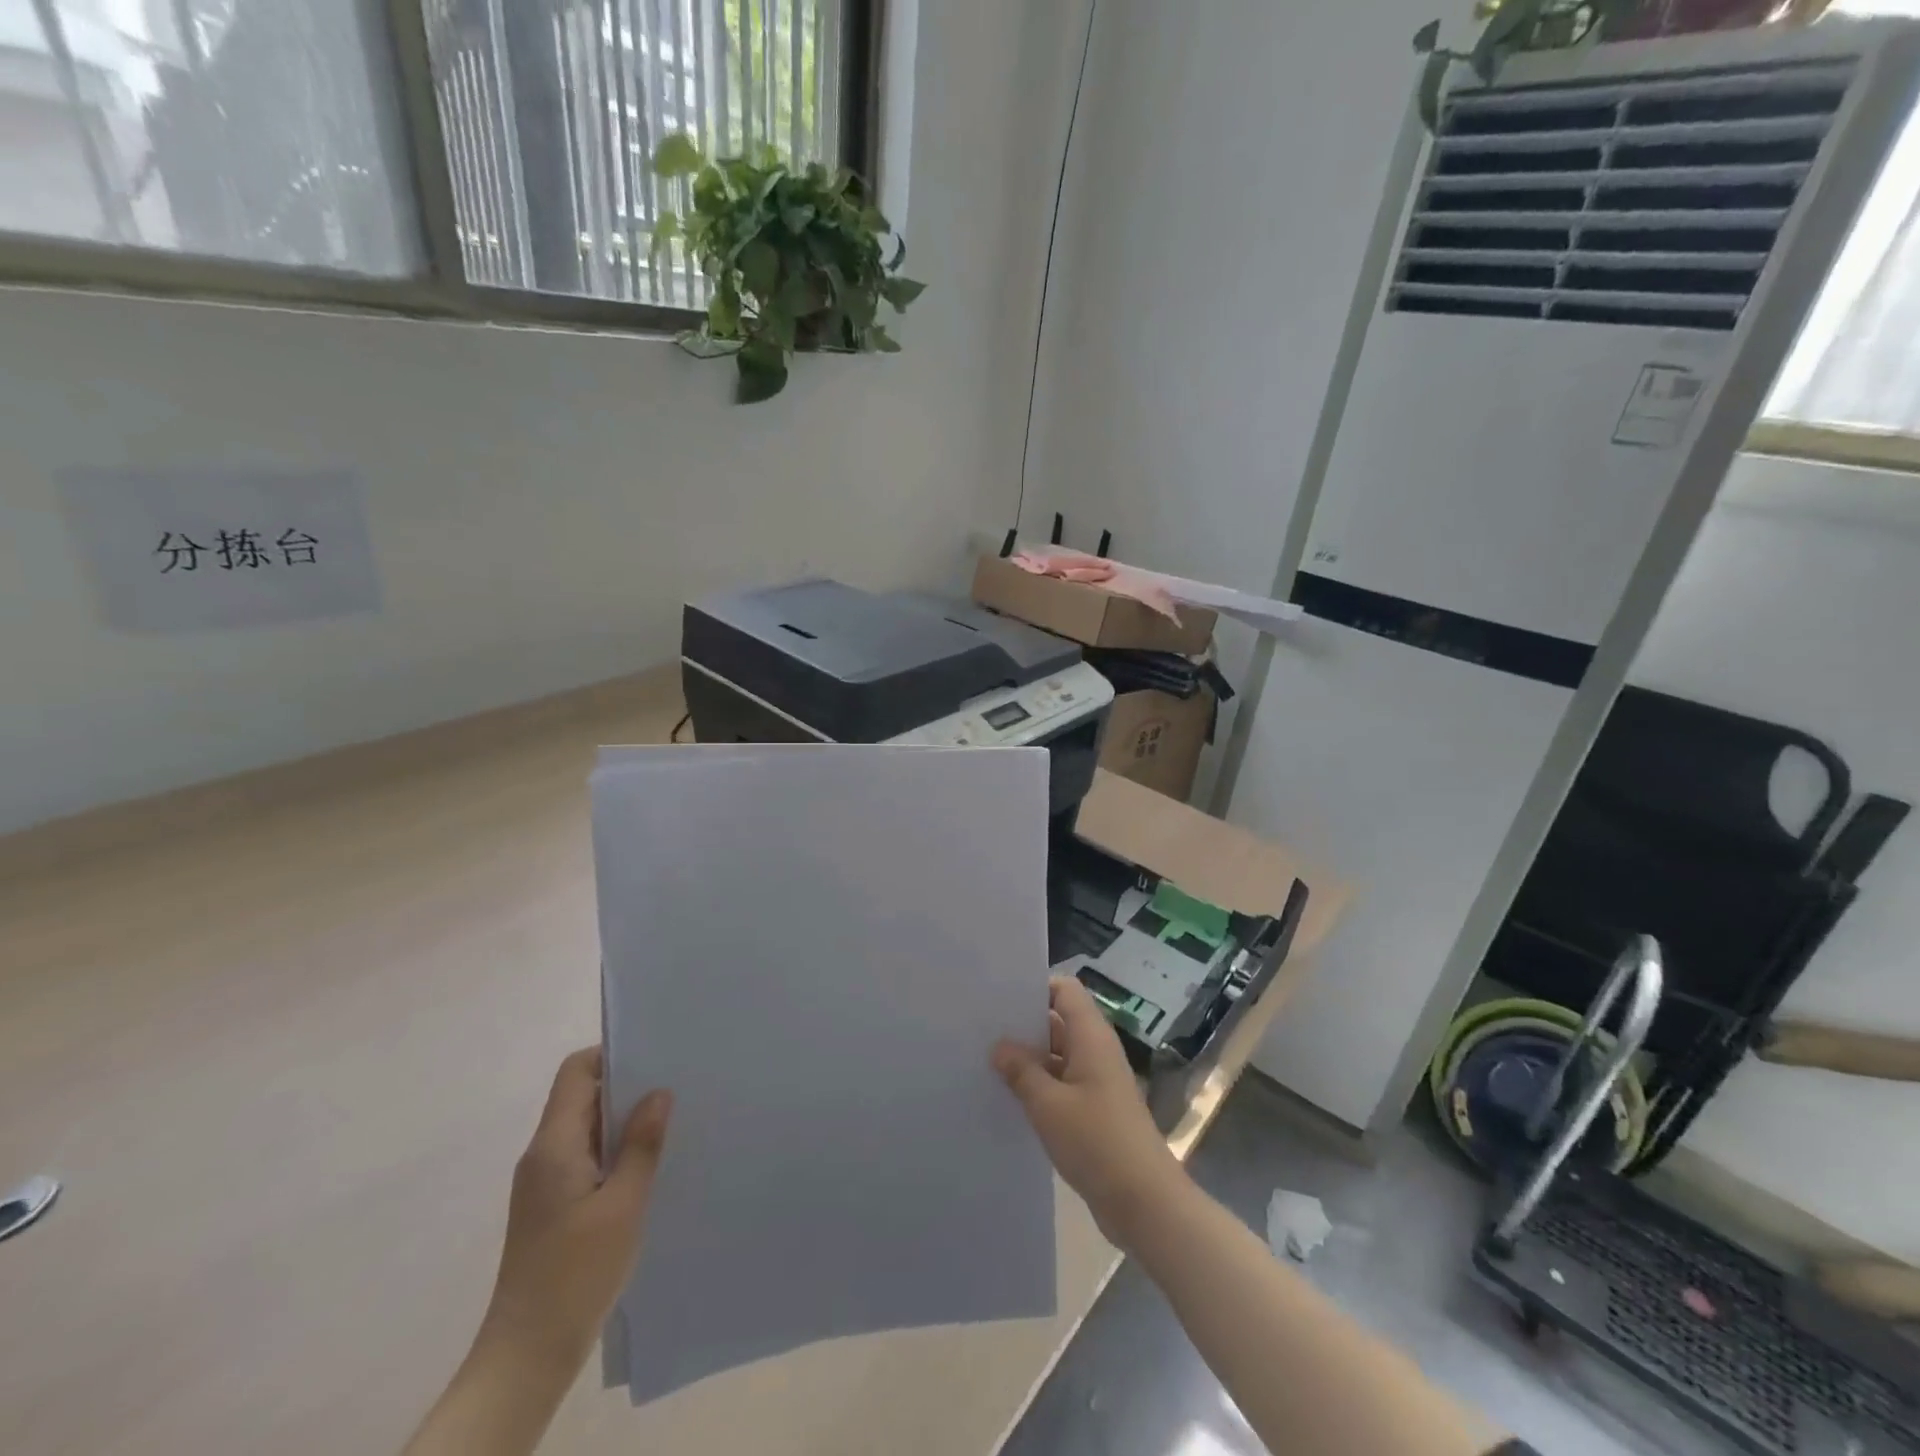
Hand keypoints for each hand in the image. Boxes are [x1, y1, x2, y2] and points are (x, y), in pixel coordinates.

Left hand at [479, 1048, 672, 1377]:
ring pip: (586, 1127)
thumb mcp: (624, 1205)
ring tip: (670, 1121)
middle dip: (626, 1085)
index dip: (612, 1055)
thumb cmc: (577, 1273)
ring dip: (623, 1120)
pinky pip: (585, 1156)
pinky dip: (615, 1149)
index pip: (576, 1071)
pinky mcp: (552, 1205)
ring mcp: (544, 1182)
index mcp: (553, 1145)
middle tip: (675, 1085)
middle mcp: (542, 1155)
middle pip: (581, 1095)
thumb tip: (659, 1092)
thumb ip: (641, 1144)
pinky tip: (648, 1164)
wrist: (527, 1354)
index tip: (655, 1057)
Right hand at [993, 977, 1187, 1251]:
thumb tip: (999, 1045)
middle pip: (1058, 1020)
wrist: (1145, 1203)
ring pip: (1057, 1054)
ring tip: (985, 1062)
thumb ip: (1021, 1071)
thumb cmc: (1097, 1142)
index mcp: (1091, 1036)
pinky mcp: (1095, 1109)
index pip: (1064, 989)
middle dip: (1023, 1024)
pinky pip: (1062, 1083)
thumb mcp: (1048, 1105)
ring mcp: (1097, 1081)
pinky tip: (1009, 1097)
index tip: (999, 998)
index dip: (1035, 987)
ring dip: (1028, 1058)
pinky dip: (1039, 1085)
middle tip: (981, 1029)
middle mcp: (1096, 1050)